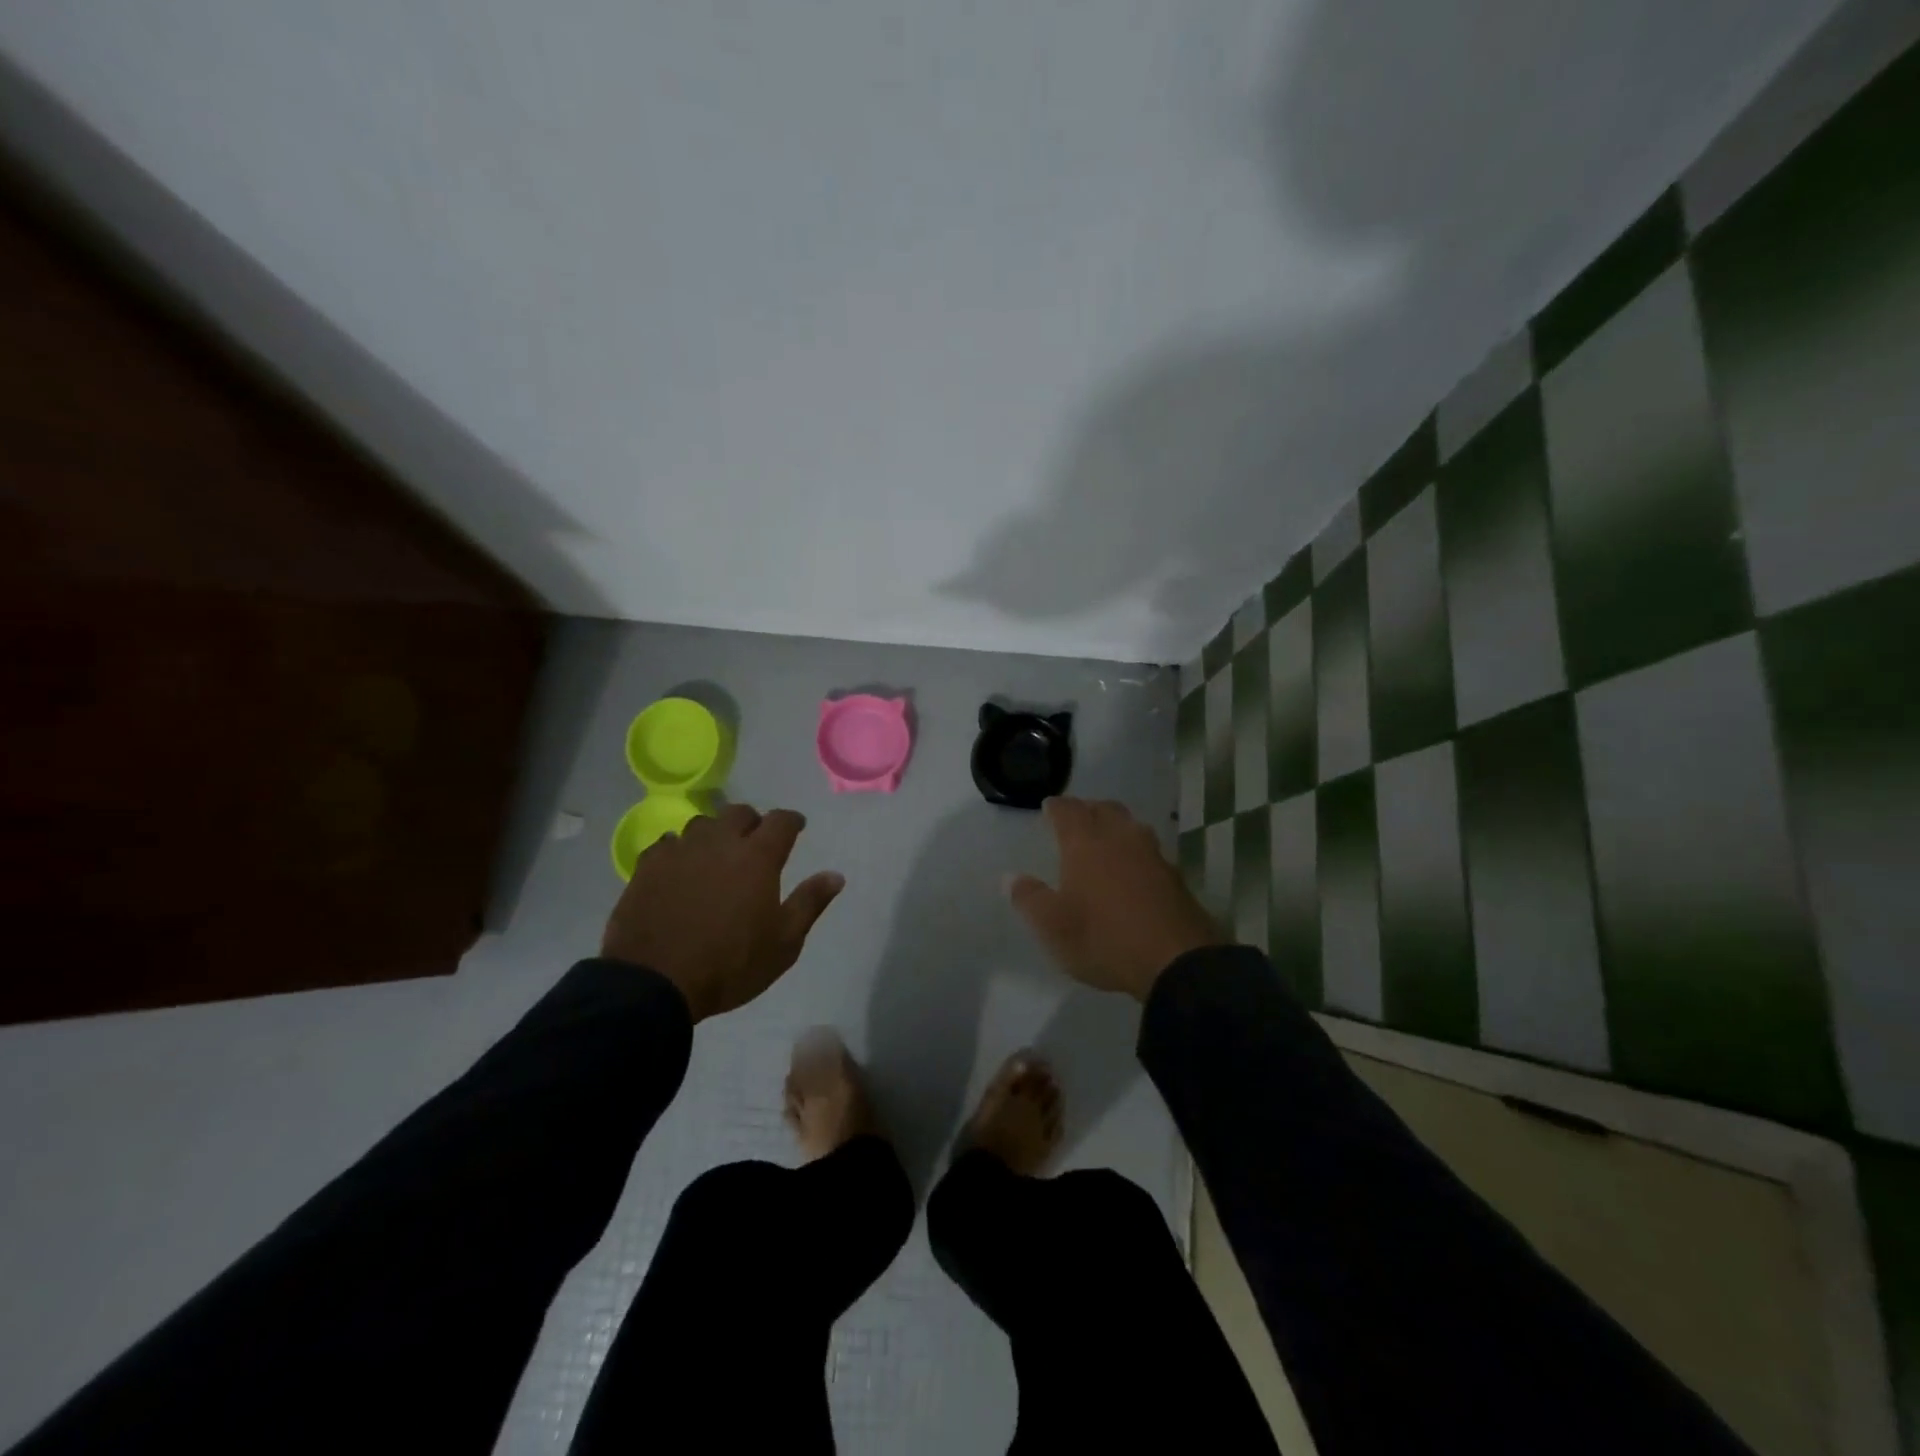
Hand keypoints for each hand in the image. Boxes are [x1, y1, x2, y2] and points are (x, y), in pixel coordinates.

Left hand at [602, 804, 844, 1021]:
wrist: (655, 982)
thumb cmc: (730, 964)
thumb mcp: (784, 943)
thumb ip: (810, 903)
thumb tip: (835, 875)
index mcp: (757, 857)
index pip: (781, 821)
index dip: (792, 820)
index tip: (797, 827)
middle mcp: (719, 843)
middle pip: (739, 813)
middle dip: (752, 822)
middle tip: (756, 842)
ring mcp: (680, 851)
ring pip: (702, 824)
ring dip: (715, 833)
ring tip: (717, 853)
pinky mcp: (648, 867)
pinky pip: (667, 844)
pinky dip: (680, 849)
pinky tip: (680, 866)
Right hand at [1009, 797, 1222, 999]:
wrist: (1176, 961)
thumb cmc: (1104, 938)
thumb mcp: (1053, 927)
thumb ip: (1029, 899)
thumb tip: (1010, 877)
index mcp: (1085, 844)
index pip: (1068, 811)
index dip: (1056, 807)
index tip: (1048, 806)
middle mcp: (1120, 839)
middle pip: (1104, 809)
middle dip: (1088, 808)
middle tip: (1077, 817)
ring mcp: (1152, 855)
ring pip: (1131, 826)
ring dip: (1116, 825)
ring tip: (1106, 837)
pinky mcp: (1175, 876)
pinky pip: (1149, 850)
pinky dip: (1136, 850)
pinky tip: (1133, 867)